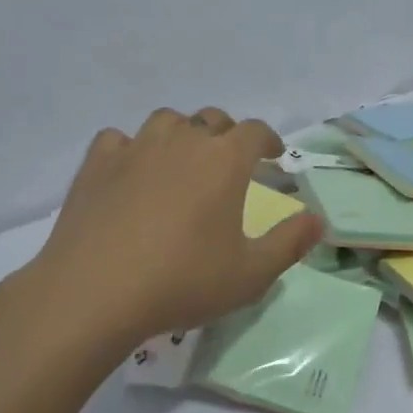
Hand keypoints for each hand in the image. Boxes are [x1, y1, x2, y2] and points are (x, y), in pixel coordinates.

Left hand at [5, 107, 322, 360]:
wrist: (95, 293)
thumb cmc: (183, 281)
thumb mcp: (251, 274)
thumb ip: (290, 244)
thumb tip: (318, 220)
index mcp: (224, 160)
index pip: (255, 131)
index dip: (268, 140)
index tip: (273, 156)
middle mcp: (182, 141)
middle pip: (211, 119)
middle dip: (227, 135)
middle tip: (229, 162)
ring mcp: (135, 148)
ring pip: (166, 121)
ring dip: (181, 134)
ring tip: (182, 161)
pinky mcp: (96, 164)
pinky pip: (119, 139)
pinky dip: (131, 148)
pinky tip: (131, 171)